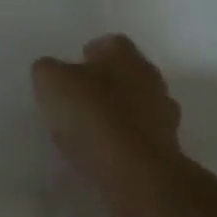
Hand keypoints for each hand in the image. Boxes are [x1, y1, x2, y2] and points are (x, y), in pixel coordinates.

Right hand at [31, 34, 183, 204]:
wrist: (137, 172)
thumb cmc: (93, 115)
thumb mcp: (51, 83)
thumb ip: (48, 70)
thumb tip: (51, 71)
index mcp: (124, 54)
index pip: (107, 44)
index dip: (88, 56)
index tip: (70, 74)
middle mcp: (150, 76)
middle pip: (125, 73)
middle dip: (105, 84)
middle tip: (78, 101)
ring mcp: (163, 113)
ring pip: (136, 104)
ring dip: (117, 114)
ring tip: (89, 132)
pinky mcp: (168, 147)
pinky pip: (141, 136)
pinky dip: (126, 141)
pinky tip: (105, 154)